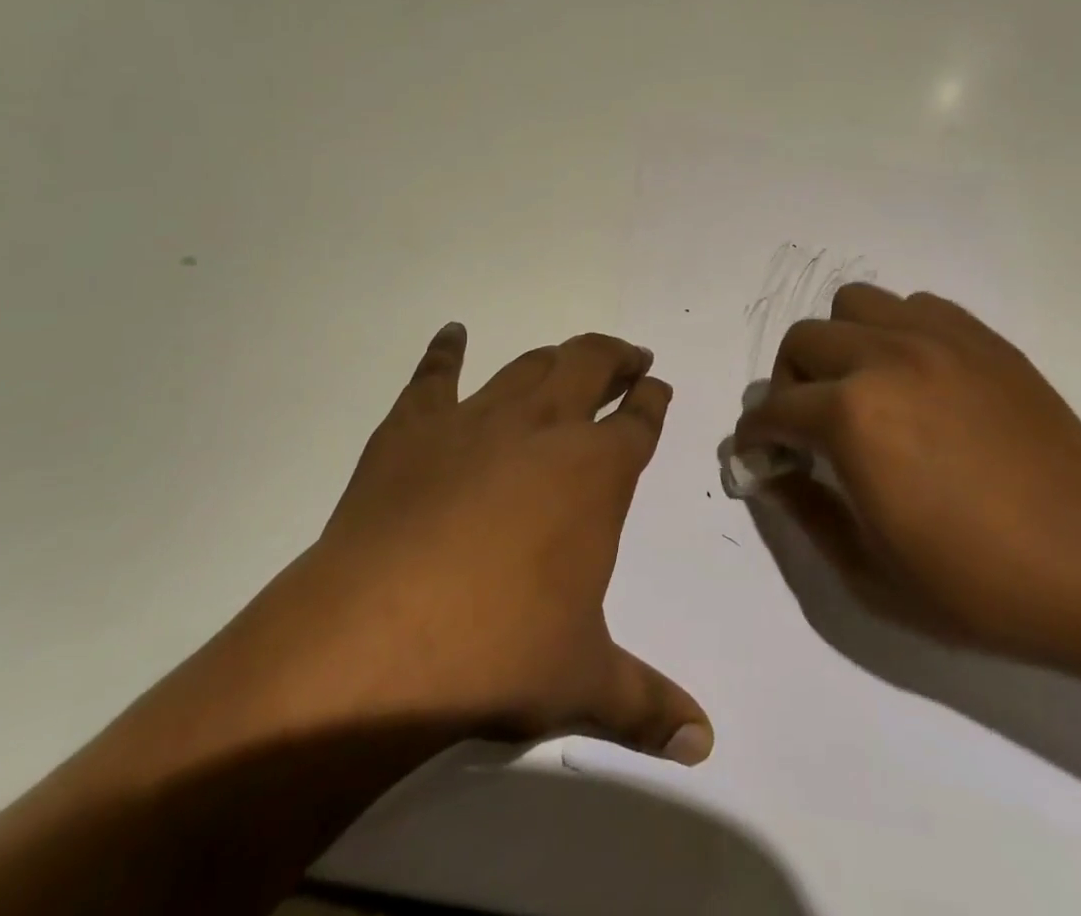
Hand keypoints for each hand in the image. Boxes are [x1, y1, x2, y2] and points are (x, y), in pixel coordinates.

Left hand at [222, 323, 712, 763]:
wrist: (377, 639)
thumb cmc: (497, 653)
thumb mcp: (582, 682)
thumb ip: (647, 705)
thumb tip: (703, 744)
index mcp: (595, 473)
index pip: (638, 421)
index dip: (652, 399)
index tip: (658, 386)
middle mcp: (543, 428)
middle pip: (589, 365)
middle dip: (615, 357)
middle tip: (628, 357)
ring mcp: (475, 419)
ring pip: (527, 365)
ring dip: (554, 356)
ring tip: (567, 355)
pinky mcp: (412, 427)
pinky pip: (434, 375)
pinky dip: (445, 351)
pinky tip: (452, 334)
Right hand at [735, 284, 1080, 668]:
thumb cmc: (979, 585)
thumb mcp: (869, 573)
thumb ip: (805, 511)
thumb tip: (772, 472)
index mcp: (853, 417)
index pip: (775, 409)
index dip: (756, 435)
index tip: (759, 454)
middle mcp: (886, 358)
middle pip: (803, 341)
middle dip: (790, 384)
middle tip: (809, 425)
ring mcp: (937, 339)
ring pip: (855, 305)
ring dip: (840, 344)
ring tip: (862, 387)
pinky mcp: (981, 338)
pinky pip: (914, 307)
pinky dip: (896, 332)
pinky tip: (916, 378)